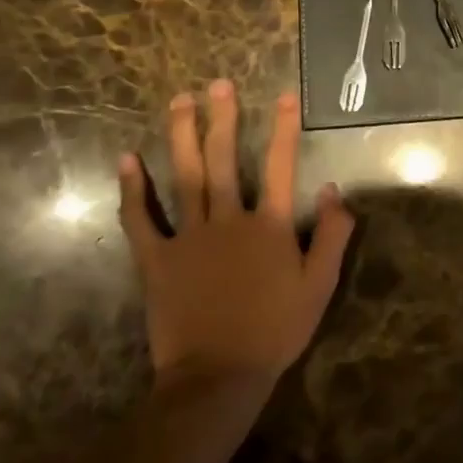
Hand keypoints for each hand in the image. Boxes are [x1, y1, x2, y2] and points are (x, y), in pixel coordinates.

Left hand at [117, 81, 353, 390]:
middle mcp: (229, 220)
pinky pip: (141, 219)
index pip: (281, 166)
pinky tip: (127, 159)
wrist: (218, 378)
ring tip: (178, 102)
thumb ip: (332, 236)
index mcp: (269, 226)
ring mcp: (189, 237)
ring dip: (182, 137)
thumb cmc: (274, 331)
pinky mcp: (157, 259)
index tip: (284, 96)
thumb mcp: (319, 286)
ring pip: (185, 177)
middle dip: (222, 119)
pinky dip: (132, 190)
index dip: (284, 129)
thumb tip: (334, 189)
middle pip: (225, 160)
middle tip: (216, 84)